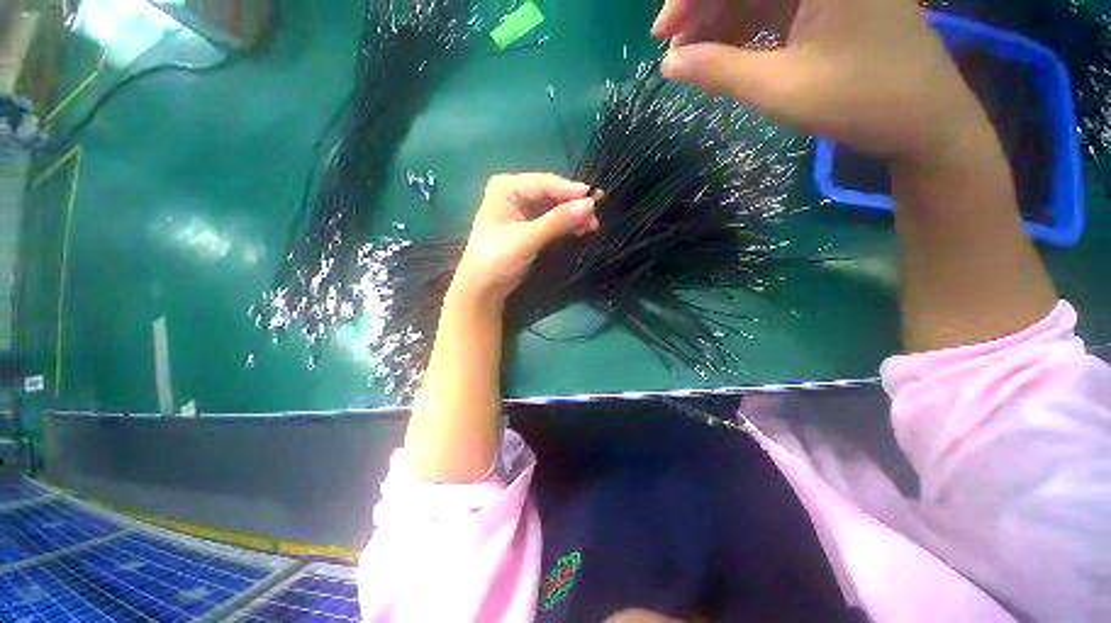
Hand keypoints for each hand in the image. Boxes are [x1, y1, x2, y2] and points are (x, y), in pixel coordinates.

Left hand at [452, 173, 599, 303]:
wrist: (483, 288)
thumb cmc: (497, 260)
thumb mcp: (527, 239)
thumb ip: (557, 221)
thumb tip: (590, 205)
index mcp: (506, 187)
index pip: (545, 183)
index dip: (571, 191)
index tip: (596, 199)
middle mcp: (514, 192)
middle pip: (551, 194)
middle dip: (573, 205)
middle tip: (595, 217)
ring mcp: (522, 209)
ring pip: (554, 207)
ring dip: (572, 215)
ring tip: (592, 226)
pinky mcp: (529, 226)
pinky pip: (552, 219)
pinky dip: (566, 224)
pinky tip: (580, 229)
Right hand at [653, 0, 988, 163]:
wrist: (922, 118)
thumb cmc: (859, 101)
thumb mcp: (780, 88)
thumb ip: (719, 71)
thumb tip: (669, 64)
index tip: (662, 35)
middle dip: (702, 6)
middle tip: (674, 50)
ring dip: (718, 19)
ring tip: (692, 58)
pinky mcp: (827, 0)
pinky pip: (772, 2)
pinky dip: (741, 26)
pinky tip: (721, 52)